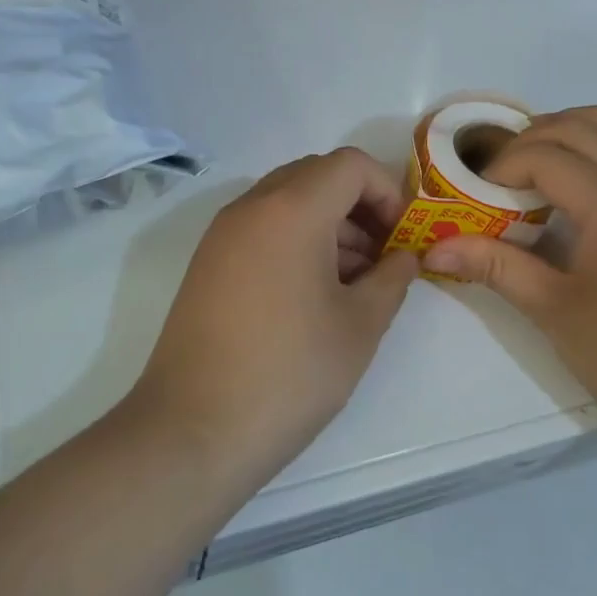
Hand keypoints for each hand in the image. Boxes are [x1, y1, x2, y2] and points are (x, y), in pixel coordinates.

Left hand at [128, 148, 419, 490]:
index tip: (401, 238)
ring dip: (328, 224)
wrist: (192, 431)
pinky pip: (262, 227)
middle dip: (358, 206)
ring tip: (352, 284)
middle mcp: (252, 206)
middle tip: (381, 257)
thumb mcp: (360, 326)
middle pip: (317, 175)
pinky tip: (311, 294)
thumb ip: (392, 279)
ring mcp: (222, 233)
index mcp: (292, 209)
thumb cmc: (289, 372)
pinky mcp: (207, 262)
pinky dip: (295, 240)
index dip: (386, 192)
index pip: (350, 165)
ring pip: (287, 200)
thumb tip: (404, 257)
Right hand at [424, 107, 596, 437]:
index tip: (475, 198)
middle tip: (496, 179)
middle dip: (529, 141)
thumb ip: (494, 266)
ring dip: (578, 125)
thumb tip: (432, 247)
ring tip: (540, 157)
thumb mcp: (551, 311)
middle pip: (580, 130)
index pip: (548, 156)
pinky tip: (578, 180)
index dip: (503, 167)